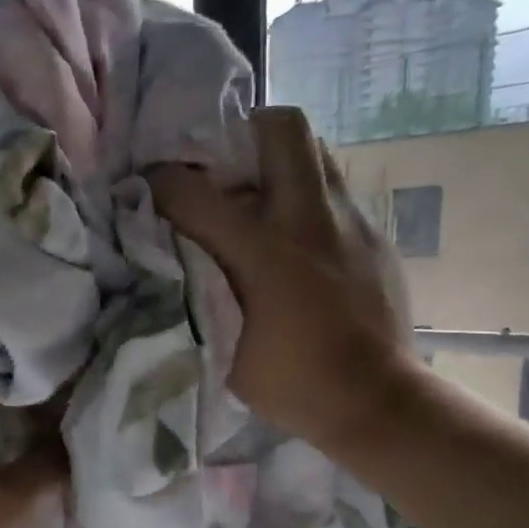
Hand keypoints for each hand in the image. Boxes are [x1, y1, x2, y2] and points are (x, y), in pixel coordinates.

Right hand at [149, 106, 419, 453]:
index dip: (163, 182)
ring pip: (317, 150)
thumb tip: (175, 261)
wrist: (375, 400)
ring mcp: (350, 221)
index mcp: (264, 252)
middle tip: (226, 172)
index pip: (195, 192)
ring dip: (282, 161)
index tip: (153, 188)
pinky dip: (309, 197)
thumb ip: (196, 296)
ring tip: (263, 199)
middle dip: (244, 134)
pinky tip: (300, 239)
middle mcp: (309, 219)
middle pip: (281, 127)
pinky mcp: (376, 235)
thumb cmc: (292, 384)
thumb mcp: (223, 349)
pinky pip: (337, 189)